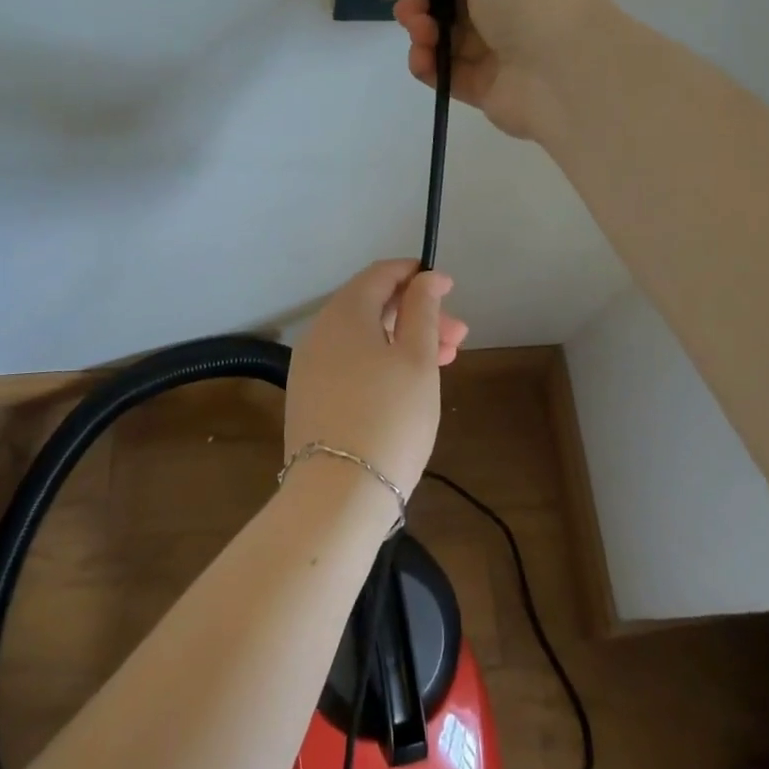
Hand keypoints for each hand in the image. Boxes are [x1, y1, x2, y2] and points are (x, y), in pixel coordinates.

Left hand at [283, 260, 467, 499]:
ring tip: (444, 361)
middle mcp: (320, 331)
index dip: (416, 275)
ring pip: (364, 337)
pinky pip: (350, 362)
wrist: (337, 493)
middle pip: (372, 306)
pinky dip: (381, 361)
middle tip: (458, 336)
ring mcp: (310, 366)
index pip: (380, 274)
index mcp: (344, 313)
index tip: (450, 288)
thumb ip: (423, 311)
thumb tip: (426, 278)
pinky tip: (408, 383)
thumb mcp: (417, 359)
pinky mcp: (310, 396)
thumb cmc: (389, 416)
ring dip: (404, 340)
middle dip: (418, 314)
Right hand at [393, 0, 611, 140]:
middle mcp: (515, 10)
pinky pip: (449, 75)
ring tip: (417, 29)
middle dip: (423, 0)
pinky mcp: (488, 90)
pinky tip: (420, 58)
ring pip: (448, 39)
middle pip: (455, 4)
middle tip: (407, 3)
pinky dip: (429, 66)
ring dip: (423, 31)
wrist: (565, 72)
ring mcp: (502, 53)